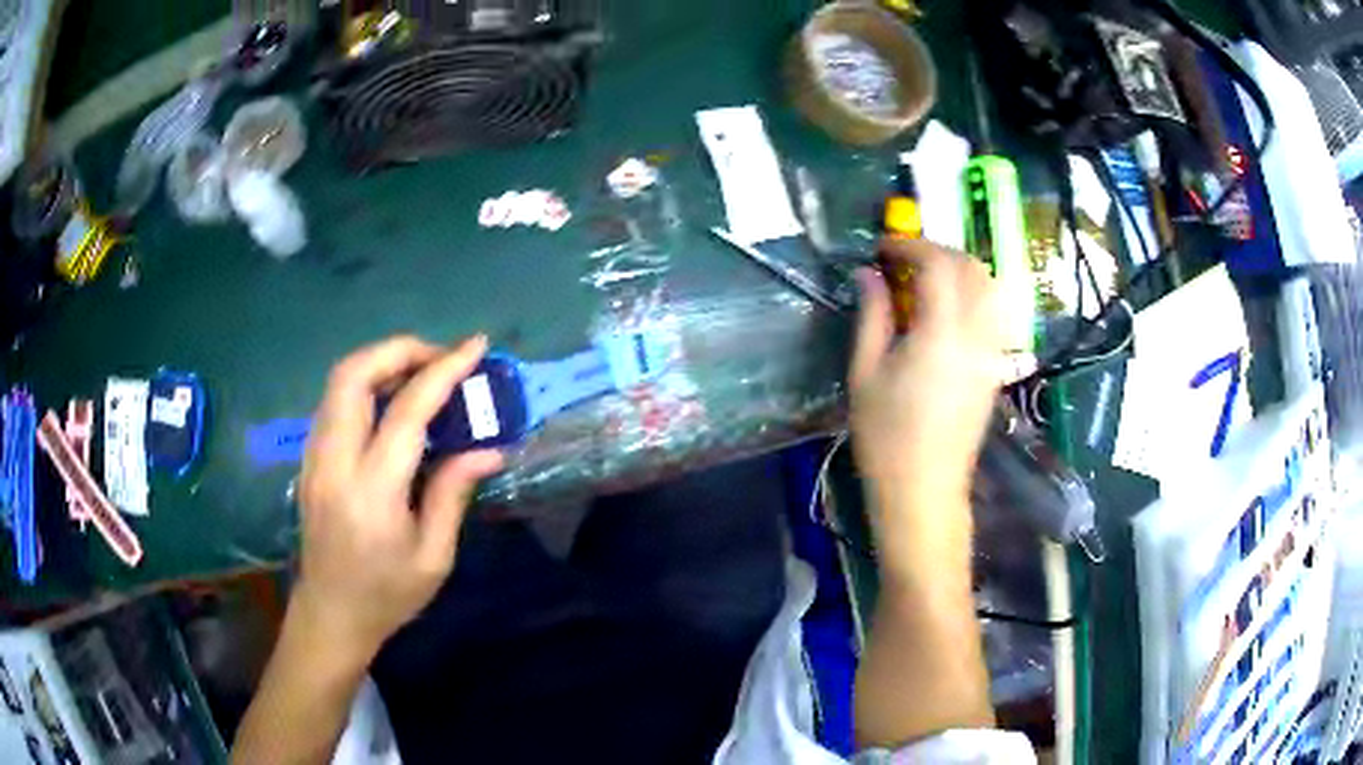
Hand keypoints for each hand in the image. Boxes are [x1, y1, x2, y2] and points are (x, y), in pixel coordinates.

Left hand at [293, 335, 504, 660]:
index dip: (443, 370)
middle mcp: (334, 461)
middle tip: (440, 359)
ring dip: (381, 362)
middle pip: (353, 374)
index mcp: (372, 491)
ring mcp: (314, 456)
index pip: (407, 411)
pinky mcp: (309, 458)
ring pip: (338, 381)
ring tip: (421, 374)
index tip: (475, 347)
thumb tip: (490, 449)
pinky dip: (365, 384)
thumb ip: (453, 493)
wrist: (330, 615)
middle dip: (400, 350)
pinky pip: (334, 401)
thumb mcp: (433, 557)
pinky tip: (392, 403)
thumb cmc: (387, 595)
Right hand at [849, 240, 1002, 546]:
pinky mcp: (996, 367)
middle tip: (904, 259)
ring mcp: (992, 351)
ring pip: (990, 287)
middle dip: (938, 252)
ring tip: (926, 280)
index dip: (910, 245)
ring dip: (960, 270)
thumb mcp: (865, 372)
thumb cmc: (886, 436)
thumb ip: (871, 315)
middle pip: (971, 268)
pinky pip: (994, 313)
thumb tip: (867, 273)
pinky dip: (974, 295)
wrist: (924, 488)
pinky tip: (948, 310)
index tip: (883, 247)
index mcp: (941, 333)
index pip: (937, 264)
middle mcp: (976, 334)